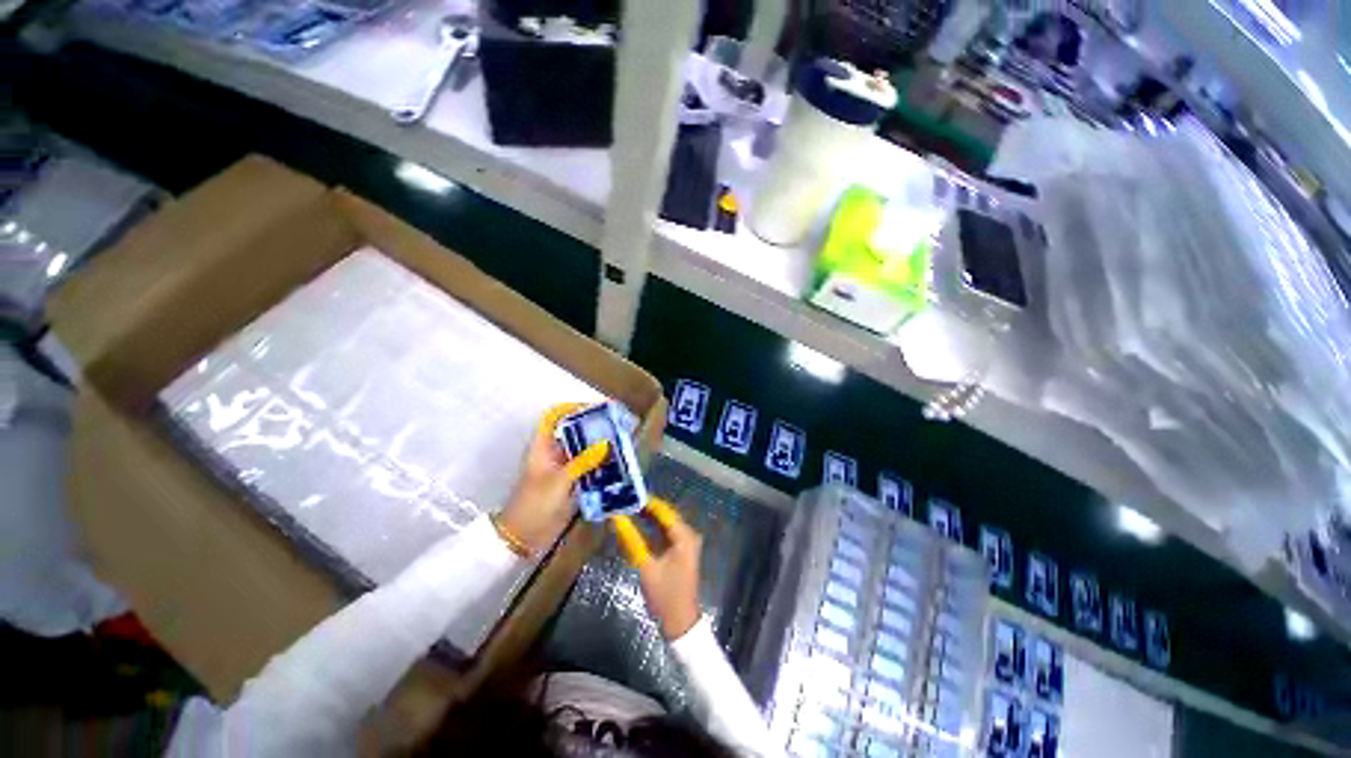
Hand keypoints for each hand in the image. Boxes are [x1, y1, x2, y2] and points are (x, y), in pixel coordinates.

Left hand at [499, 403, 610, 554]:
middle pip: (574, 430)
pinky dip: (602, 462)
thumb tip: (606, 445)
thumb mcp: (559, 481)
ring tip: (622, 441)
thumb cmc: (535, 505)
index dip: (573, 408)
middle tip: (618, 424)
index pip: (555, 416)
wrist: (524, 537)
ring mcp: (564, 467)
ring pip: (584, 448)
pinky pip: (589, 466)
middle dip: (594, 425)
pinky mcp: (572, 481)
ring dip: (600, 444)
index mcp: (543, 446)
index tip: (596, 407)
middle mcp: (554, 452)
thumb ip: (583, 462)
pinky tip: (618, 463)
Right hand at [614, 499, 702, 639]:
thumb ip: (631, 540)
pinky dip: (652, 528)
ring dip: (648, 517)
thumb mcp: (646, 566)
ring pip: (664, 522)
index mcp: (684, 536)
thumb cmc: (665, 595)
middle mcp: (688, 534)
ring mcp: (685, 542)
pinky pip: (665, 532)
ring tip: (627, 508)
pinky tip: (637, 523)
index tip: (628, 494)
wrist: (680, 622)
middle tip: (624, 500)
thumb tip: (616, 519)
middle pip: (664, 514)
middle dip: (645, 507)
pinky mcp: (680, 550)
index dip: (646, 501)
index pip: (663, 510)